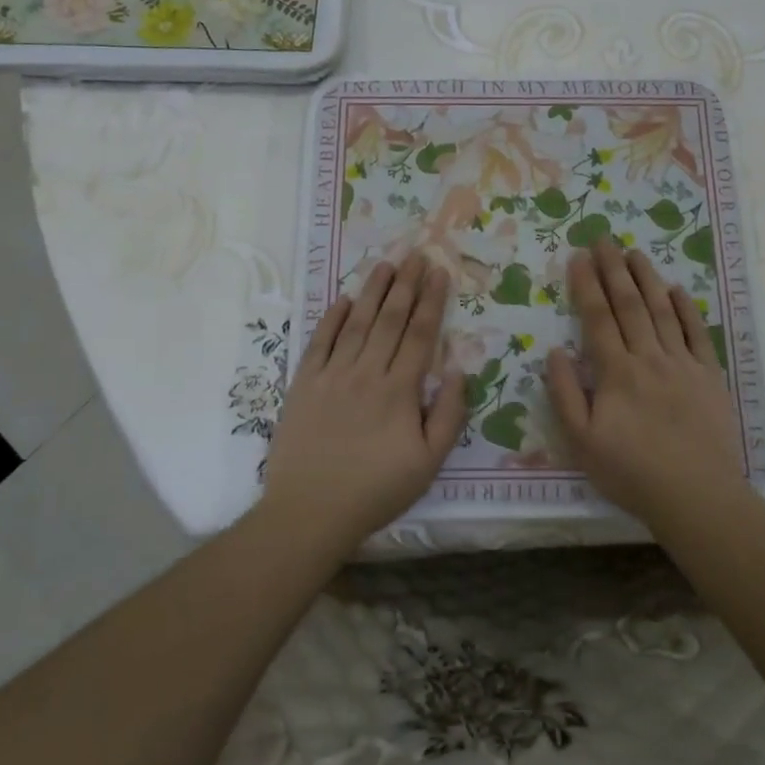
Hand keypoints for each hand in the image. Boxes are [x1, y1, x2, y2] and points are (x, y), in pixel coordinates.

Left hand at [261, 253, 466, 550]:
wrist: (311, 511)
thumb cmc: (376, 490)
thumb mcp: (428, 463)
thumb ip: (449, 415)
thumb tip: (459, 371)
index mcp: (400, 390)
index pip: (420, 334)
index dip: (432, 300)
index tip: (440, 272)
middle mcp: (367, 372)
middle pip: (391, 319)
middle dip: (406, 284)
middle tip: (416, 253)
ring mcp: (332, 375)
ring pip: (357, 323)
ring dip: (373, 291)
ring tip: (385, 264)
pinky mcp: (304, 384)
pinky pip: (320, 342)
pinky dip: (333, 318)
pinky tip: (344, 299)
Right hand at [546, 240, 746, 526]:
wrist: (696, 495)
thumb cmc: (631, 472)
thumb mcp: (581, 441)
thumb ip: (566, 393)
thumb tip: (555, 351)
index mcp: (616, 372)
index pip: (598, 318)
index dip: (586, 285)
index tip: (577, 257)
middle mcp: (649, 357)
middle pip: (629, 304)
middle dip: (613, 269)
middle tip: (603, 239)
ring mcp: (683, 364)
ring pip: (663, 310)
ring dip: (647, 278)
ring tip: (634, 252)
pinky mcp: (710, 376)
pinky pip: (697, 333)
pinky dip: (687, 308)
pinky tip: (677, 289)